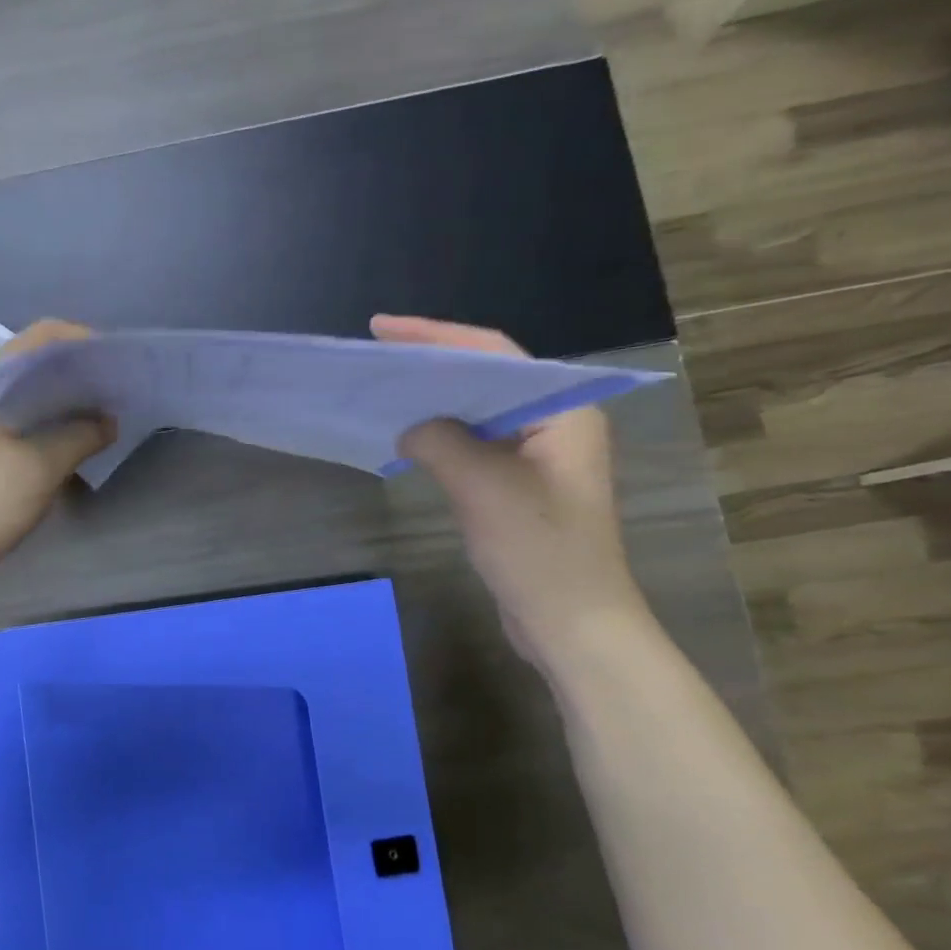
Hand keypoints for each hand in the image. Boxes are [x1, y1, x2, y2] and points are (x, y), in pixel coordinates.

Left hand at [0, 320, 114, 605]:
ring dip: (70, 410)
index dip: (85, 342)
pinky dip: (54, 436)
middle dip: (83, 378)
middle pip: (39, 369)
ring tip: (111, 420)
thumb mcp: (38, 467)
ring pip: (34, 403)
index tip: (121, 363)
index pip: (42, 338)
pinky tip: (82, 450)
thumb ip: (80, 436)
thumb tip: (110, 421)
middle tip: (124, 393)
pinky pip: (26, 433)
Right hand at [371, 315, 650, 665]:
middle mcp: (555, 422)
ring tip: (388, 391)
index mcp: (561, 409)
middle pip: (488, 377)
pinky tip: (410, 440)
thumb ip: (439, 441)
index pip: (495, 352)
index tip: (383, 328)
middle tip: (379, 355)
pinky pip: (477, 446)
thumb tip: (409, 426)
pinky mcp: (522, 487)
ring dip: (436, 402)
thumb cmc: (537, 549)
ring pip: (480, 412)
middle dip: (433, 364)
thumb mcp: (482, 486)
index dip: (436, 335)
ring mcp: (539, 457)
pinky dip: (443, 438)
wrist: (571, 622)